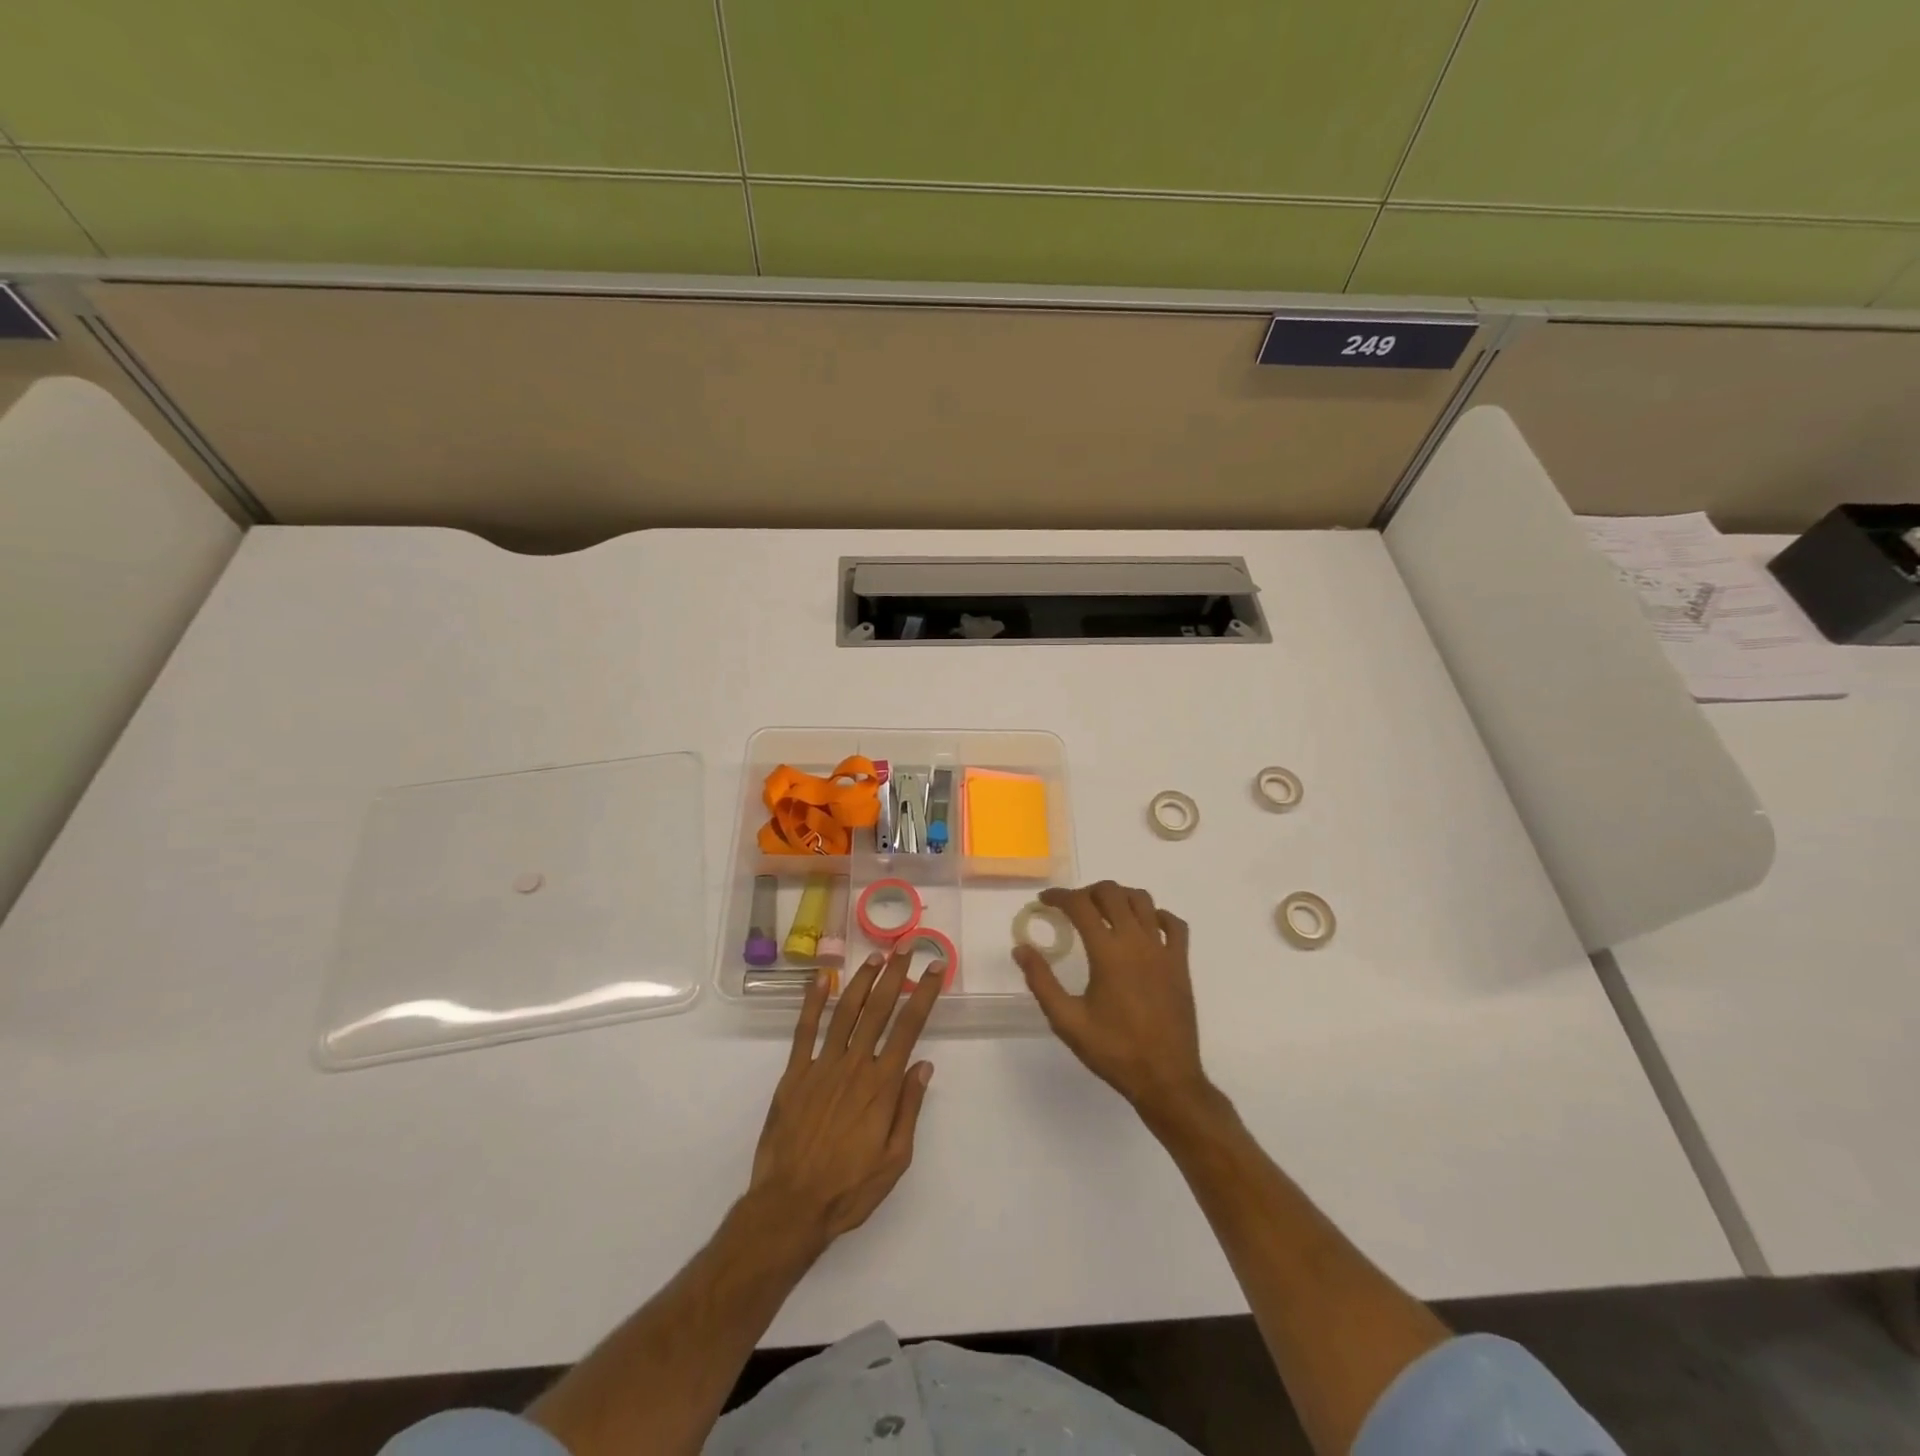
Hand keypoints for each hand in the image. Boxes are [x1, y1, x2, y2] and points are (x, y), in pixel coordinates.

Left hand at [750, 949, 941, 1245]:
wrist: (790, 1206)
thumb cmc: (849, 1189)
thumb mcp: (895, 1160)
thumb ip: (909, 1109)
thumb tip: (924, 1065)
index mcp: (882, 1085)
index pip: (909, 1027)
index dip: (924, 994)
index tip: (936, 968)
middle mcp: (854, 1066)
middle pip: (878, 1009)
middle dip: (895, 975)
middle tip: (906, 947)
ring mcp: (822, 1066)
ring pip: (845, 1012)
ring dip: (861, 981)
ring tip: (875, 956)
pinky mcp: (794, 1074)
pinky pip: (804, 1030)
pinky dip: (811, 1002)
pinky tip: (819, 979)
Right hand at [1013, 881, 1210, 1119]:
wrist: (1166, 1078)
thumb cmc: (1114, 1051)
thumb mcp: (1067, 1021)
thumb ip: (1041, 981)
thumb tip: (1021, 949)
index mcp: (1108, 953)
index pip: (1080, 905)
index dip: (1059, 896)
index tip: (1045, 901)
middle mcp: (1137, 941)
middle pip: (1111, 893)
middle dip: (1087, 892)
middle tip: (1072, 908)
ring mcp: (1163, 950)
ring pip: (1142, 900)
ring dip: (1119, 897)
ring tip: (1103, 912)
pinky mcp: (1181, 963)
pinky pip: (1174, 924)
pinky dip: (1156, 915)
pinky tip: (1143, 927)